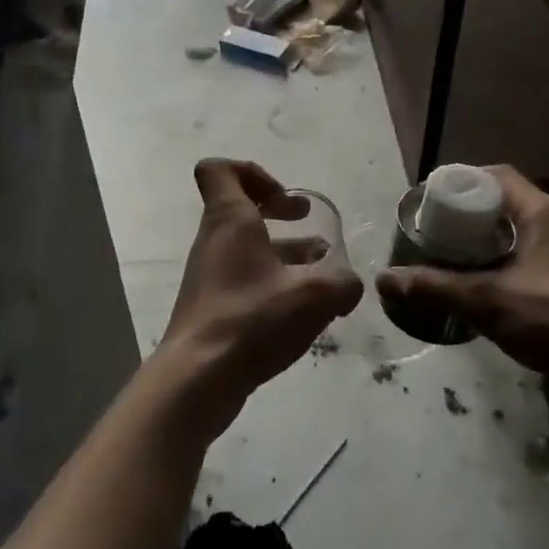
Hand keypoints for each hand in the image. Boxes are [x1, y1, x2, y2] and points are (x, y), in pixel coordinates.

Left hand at [160, 159, 363, 431]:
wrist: (198, 379)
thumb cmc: (253, 320)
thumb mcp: (315, 296)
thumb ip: (344, 282)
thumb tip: (350, 285)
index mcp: (230, 221)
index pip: (220, 170)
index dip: (254, 173)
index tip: (285, 199)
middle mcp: (214, 242)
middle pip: (240, 208)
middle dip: (279, 211)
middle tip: (309, 224)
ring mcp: (209, 276)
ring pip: (247, 248)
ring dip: (283, 252)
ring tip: (322, 272)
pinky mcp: (211, 308)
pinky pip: (244, 280)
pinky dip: (273, 283)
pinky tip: (303, 310)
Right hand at [374, 166, 548, 427]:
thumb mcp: (488, 300)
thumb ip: (435, 287)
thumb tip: (384, 278)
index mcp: (542, 213)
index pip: (497, 177)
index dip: (462, 181)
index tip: (430, 200)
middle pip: (502, 207)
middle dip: (464, 217)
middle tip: (429, 232)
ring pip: (511, 238)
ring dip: (478, 246)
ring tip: (441, 259)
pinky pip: (520, 264)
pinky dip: (494, 269)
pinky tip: (470, 289)